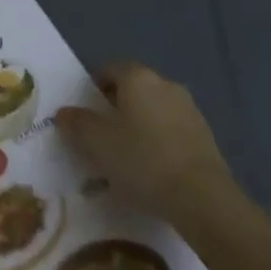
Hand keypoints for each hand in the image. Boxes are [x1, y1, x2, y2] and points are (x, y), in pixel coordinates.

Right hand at [56, 63, 234, 221]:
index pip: (110, 70)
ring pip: (154, 112)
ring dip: (139, 128)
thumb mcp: (96, 143)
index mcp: (138, 78)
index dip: (94, 89)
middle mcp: (165, 85)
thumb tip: (65, 113)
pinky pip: (172, 133)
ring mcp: (190, 111)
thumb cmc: (143, 160)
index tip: (85, 114)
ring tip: (127, 160)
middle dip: (116, 109)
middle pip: (133, 90)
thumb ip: (76, 123)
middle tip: (102, 137)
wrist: (204, 200)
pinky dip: (159, 145)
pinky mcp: (206, 138)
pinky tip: (152, 173)